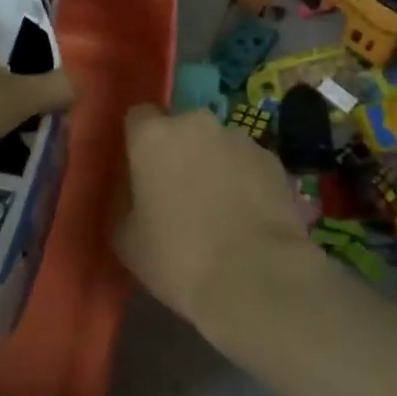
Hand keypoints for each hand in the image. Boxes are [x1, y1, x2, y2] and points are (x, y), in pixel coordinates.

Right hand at [114, 106, 320, 340]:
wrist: (256, 278)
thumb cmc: (179, 258)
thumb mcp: (126, 238)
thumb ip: (124, 201)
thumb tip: (134, 191)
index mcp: (154, 136)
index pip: (138, 117)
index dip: (138, 142)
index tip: (140, 171)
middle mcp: (196, 124)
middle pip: (180, 129)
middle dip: (178, 152)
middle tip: (178, 193)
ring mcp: (239, 138)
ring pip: (216, 145)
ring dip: (212, 165)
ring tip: (218, 210)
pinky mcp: (272, 159)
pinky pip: (246, 163)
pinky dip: (243, 180)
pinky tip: (246, 217)